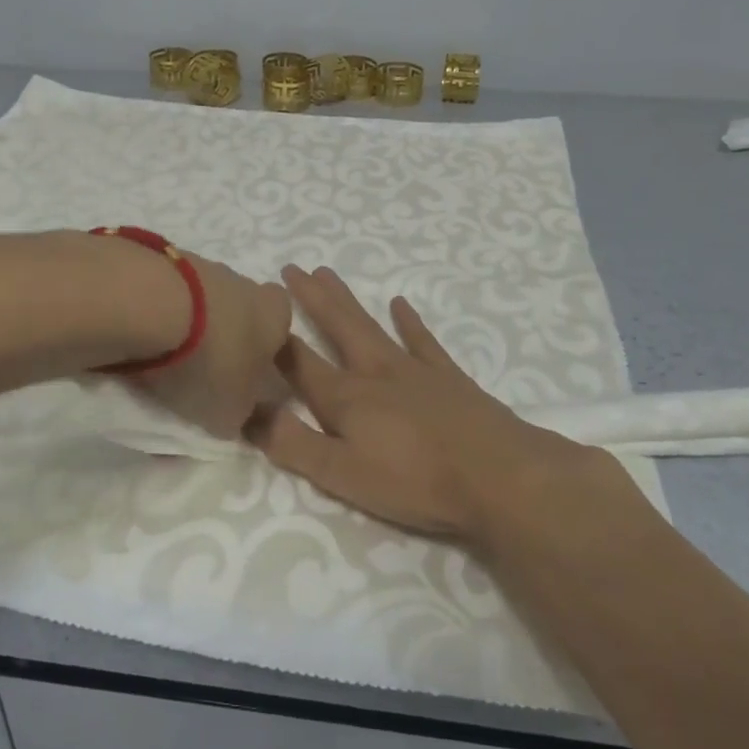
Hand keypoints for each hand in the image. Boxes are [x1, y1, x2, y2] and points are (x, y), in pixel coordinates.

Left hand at [132, 250, 292, 439]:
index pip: (281, 330)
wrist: (150, 303)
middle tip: (201, 371)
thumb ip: (242, 416)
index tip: (242, 378)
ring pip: (202, 300)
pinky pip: (168, 293)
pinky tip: (140, 337)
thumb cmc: (209, 360)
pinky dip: (158, 313)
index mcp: (276, 315)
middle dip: (224, 337)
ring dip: (189, 324)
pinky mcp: (162, 259)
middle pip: (240, 311)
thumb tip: (241, 416)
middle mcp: (246, 283)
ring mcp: (203, 266)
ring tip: (163, 358)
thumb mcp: (232, 411)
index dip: (263, 354)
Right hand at [251, 266, 611, 540]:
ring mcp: (413, 369)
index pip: (298, 363)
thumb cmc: (416, 481)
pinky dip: (409, 321)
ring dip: (346, 300)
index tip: (253, 310)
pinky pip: (423, 340)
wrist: (500, 475)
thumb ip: (293, 444)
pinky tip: (400, 303)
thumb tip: (247, 413)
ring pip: (370, 325)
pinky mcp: (448, 377)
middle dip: (309, 299)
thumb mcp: (343, 475)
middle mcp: (374, 372)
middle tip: (290, 267)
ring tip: (326, 272)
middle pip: (336, 327)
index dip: (273, 340)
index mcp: (345, 399)